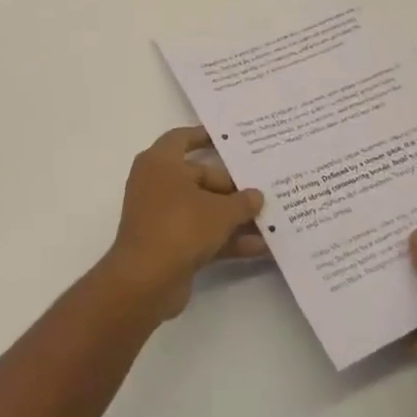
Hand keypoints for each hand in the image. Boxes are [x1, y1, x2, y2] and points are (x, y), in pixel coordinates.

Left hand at [104, 126, 264, 319]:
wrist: (145, 281)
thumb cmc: (180, 227)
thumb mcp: (220, 211)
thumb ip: (242, 201)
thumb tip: (256, 196)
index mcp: (160, 163)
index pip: (182, 138)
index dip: (205, 136)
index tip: (232, 140)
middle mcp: (157, 184)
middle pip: (200, 177)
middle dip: (233, 187)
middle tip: (265, 189)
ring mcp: (161, 216)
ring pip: (203, 208)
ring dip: (234, 217)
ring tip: (270, 219)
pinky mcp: (168, 244)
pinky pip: (201, 234)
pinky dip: (226, 239)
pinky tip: (259, 247)